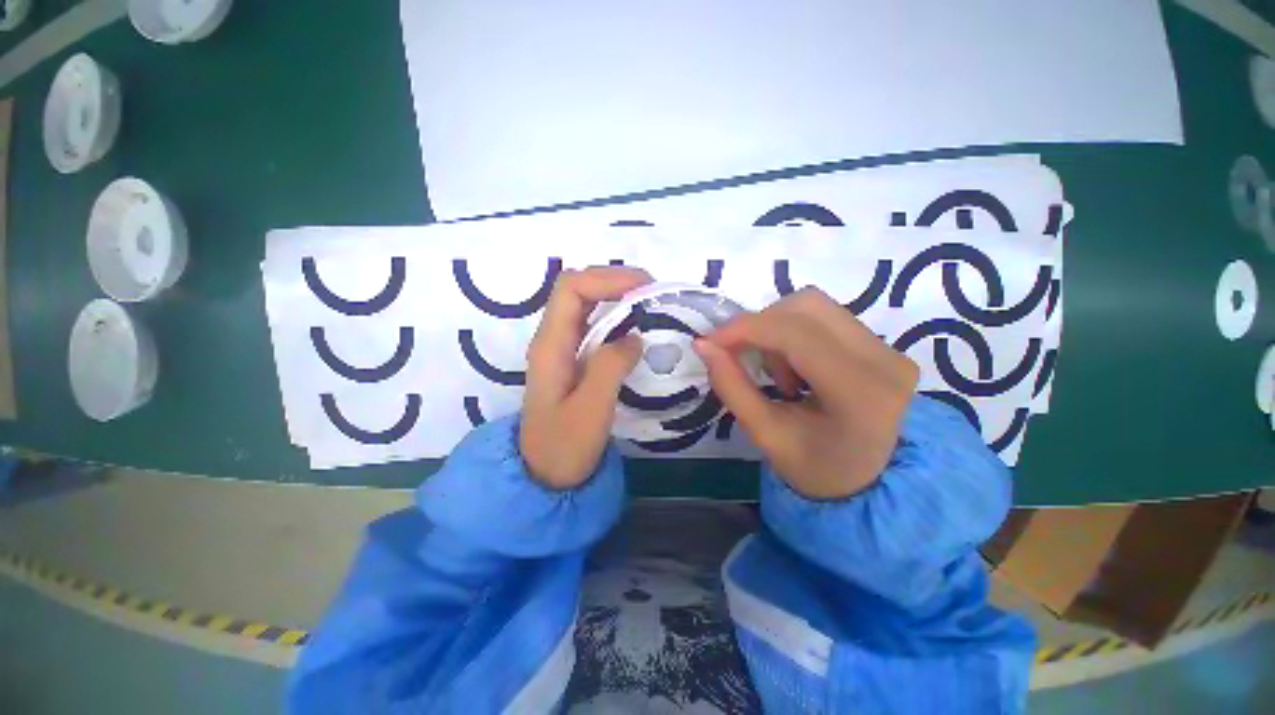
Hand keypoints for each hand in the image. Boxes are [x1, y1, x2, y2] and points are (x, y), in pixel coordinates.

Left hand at [520, 266, 651, 488]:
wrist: (544, 476)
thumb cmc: (564, 446)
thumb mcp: (590, 410)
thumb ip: (609, 368)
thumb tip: (634, 337)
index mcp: (551, 345)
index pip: (572, 288)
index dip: (607, 278)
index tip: (644, 287)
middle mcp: (552, 338)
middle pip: (577, 289)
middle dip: (614, 280)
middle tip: (651, 291)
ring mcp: (562, 348)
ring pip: (585, 305)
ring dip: (615, 296)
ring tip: (648, 302)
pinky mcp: (573, 360)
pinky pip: (594, 325)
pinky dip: (616, 316)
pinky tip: (636, 326)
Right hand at [694, 288, 918, 499]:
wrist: (867, 482)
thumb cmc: (814, 467)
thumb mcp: (765, 434)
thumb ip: (731, 386)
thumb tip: (703, 344)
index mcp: (860, 393)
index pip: (795, 334)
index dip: (745, 328)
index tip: (710, 341)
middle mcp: (884, 360)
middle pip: (806, 307)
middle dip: (760, 326)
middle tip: (741, 357)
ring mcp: (889, 348)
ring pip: (815, 307)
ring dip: (778, 329)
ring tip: (778, 373)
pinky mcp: (883, 344)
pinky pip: (825, 317)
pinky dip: (794, 333)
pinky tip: (796, 368)